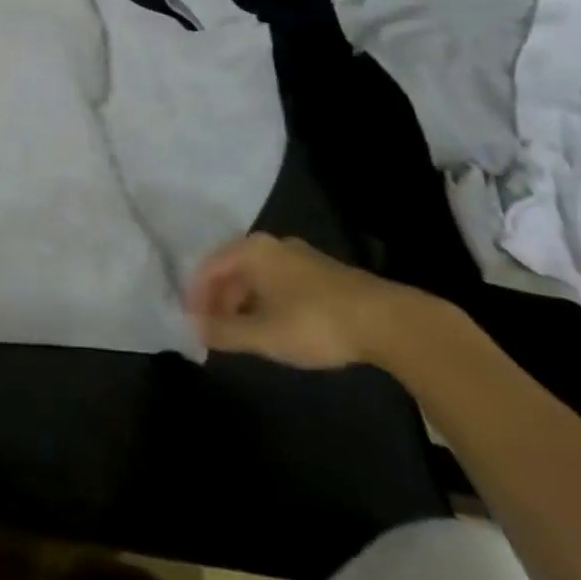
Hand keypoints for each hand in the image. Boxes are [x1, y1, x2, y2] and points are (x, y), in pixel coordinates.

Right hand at [187, 233, 434, 369]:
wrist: (388, 321)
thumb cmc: (314, 322)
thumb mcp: (264, 334)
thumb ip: (225, 332)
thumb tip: (192, 328)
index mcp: (250, 250)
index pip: (208, 267)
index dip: (195, 295)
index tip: (192, 324)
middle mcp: (270, 244)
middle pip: (231, 269)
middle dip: (219, 299)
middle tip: (215, 331)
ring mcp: (298, 255)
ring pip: (256, 276)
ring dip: (242, 302)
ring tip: (242, 333)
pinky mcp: (321, 271)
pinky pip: (277, 281)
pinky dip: (265, 301)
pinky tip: (274, 326)